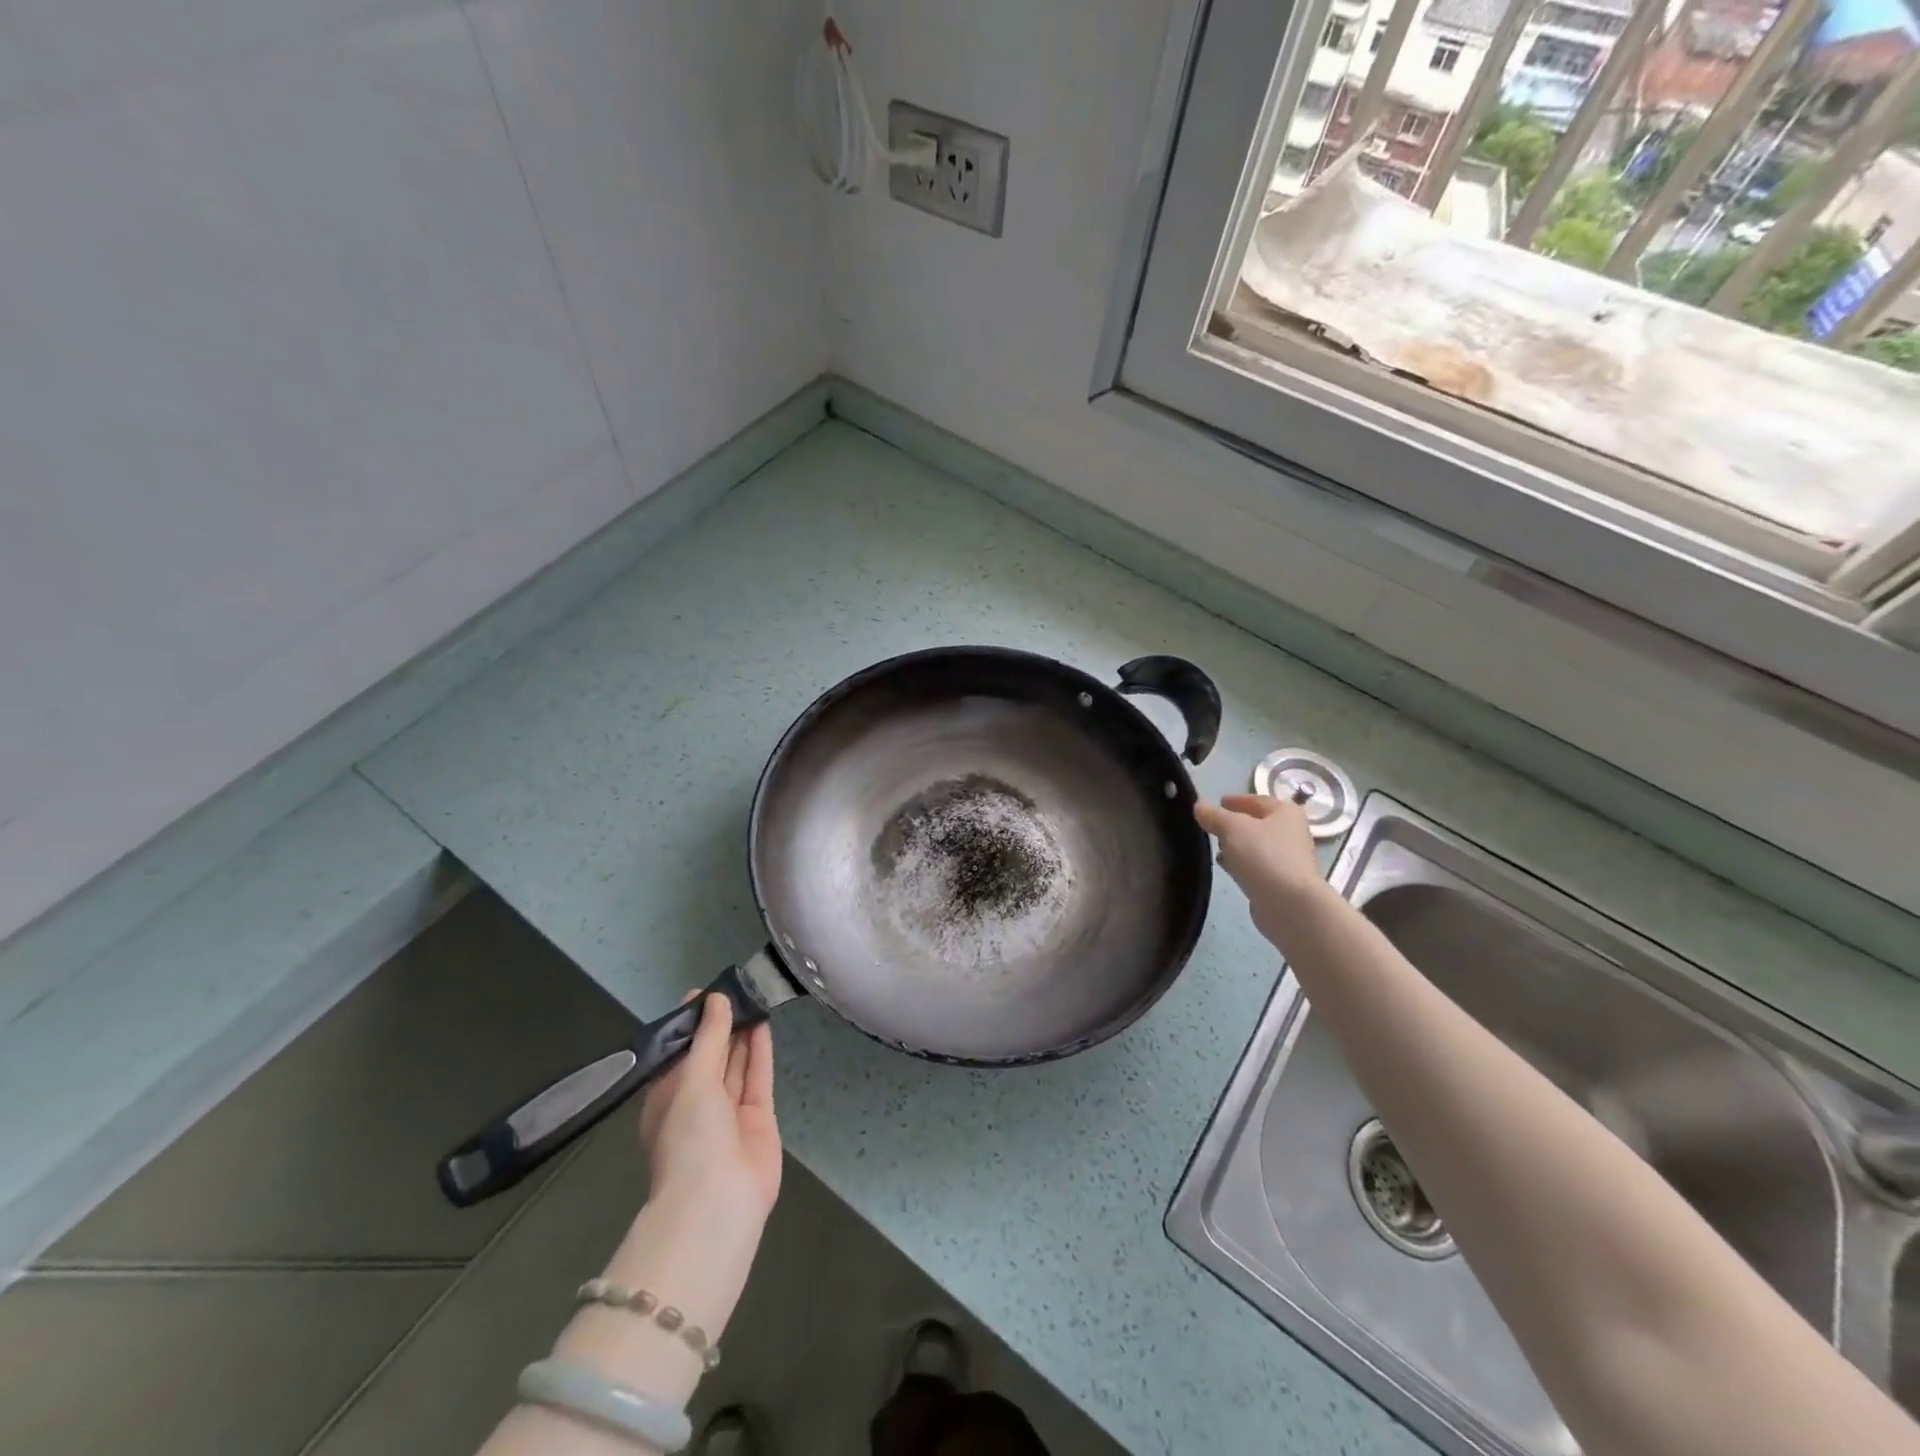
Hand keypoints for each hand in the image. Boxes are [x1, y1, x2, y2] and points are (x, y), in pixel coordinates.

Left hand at [637, 993, 781, 1226]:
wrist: (719, 1202)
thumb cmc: (689, 1138)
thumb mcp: (692, 1081)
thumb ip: (709, 1038)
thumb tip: (716, 998)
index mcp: (666, 1101)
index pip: (678, 1055)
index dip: (690, 1025)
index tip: (703, 992)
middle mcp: (696, 1106)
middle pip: (710, 1057)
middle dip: (720, 1026)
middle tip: (735, 988)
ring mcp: (728, 1113)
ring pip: (735, 1065)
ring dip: (742, 1034)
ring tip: (753, 998)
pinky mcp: (757, 1118)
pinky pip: (757, 1077)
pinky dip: (759, 1052)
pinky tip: (763, 1024)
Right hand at [1195, 794, 1328, 941]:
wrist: (1290, 904)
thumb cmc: (1263, 855)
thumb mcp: (1232, 827)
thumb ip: (1214, 815)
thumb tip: (1199, 805)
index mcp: (1285, 812)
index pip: (1257, 800)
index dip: (1236, 800)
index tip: (1217, 802)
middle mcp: (1292, 833)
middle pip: (1258, 823)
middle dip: (1235, 823)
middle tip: (1212, 825)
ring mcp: (1289, 859)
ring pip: (1257, 846)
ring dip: (1237, 845)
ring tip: (1215, 846)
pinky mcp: (1281, 882)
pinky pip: (1257, 866)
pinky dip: (1242, 863)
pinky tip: (1226, 867)